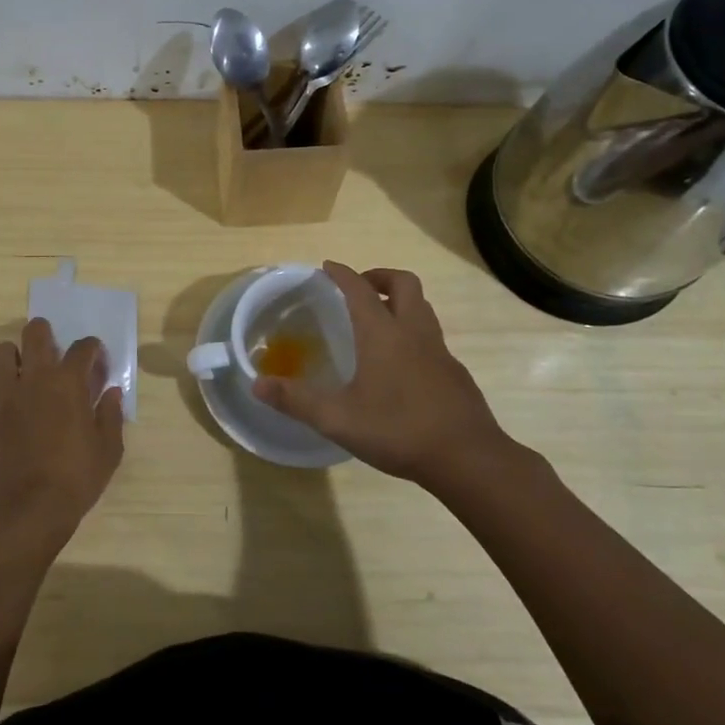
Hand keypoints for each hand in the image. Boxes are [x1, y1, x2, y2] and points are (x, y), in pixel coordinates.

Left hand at [0, 318, 123, 546]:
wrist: (27, 507)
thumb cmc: (75, 478)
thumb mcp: (108, 450)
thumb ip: (111, 415)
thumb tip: (112, 392)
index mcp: (69, 383)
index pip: (83, 348)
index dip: (92, 349)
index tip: (95, 360)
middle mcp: (35, 378)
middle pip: (35, 333)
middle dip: (44, 333)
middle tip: (51, 349)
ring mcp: (5, 394)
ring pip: (1, 352)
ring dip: (13, 356)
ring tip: (22, 372)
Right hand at [251, 261, 516, 489]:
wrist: (467, 458)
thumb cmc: (398, 430)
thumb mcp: (337, 419)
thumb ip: (296, 400)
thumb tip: (257, 384)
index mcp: (383, 333)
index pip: (360, 289)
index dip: (342, 273)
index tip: (327, 267)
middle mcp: (413, 332)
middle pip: (404, 283)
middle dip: (379, 277)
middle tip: (359, 289)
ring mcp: (439, 351)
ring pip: (422, 308)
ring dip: (400, 302)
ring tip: (378, 321)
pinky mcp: (454, 372)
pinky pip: (431, 337)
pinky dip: (413, 333)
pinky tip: (401, 364)